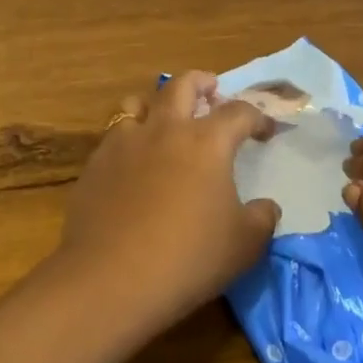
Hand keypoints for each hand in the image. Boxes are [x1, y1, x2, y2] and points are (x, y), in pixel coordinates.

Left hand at [54, 71, 279, 330]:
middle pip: (183, 85)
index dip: (257, 118)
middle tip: (212, 92)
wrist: (111, 279)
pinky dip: (130, 137)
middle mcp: (165, 129)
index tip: (265, 131)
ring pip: (138, 101)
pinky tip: (134, 162)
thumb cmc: (188, 258)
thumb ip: (262, 219)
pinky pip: (114, 135)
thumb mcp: (244, 245)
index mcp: (207, 141)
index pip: (239, 112)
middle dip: (202, 82)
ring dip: (157, 103)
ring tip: (165, 119)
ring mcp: (125, 143)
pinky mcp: (96, 164)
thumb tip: (266, 207)